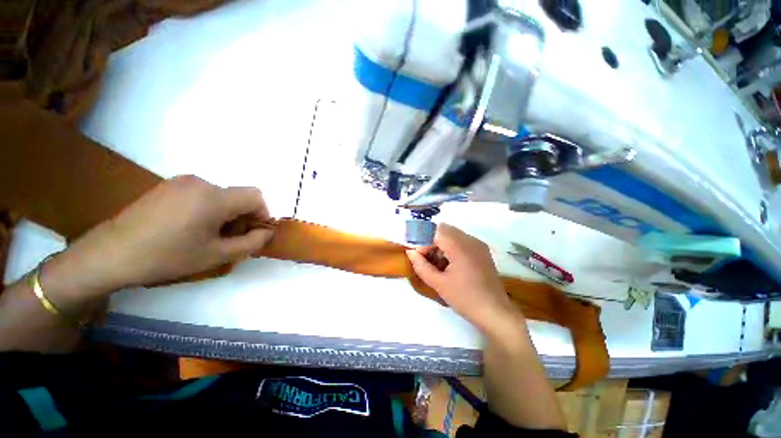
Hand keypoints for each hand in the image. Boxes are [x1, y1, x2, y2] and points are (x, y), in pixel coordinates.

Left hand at [51, 175, 273, 299]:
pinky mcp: (168, 186)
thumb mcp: (216, 255)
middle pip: (238, 196)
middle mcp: (200, 182)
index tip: (253, 232)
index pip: (256, 196)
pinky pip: (202, 194)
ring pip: (221, 196)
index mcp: (214, 197)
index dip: (262, 213)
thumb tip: (267, 232)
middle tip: (228, 240)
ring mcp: (181, 182)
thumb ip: (251, 243)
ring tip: (206, 235)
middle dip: (242, 217)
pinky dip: (207, 209)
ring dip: (225, 214)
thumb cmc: (167, 256)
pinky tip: (189, 227)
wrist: (110, 254)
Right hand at [406, 224, 519, 332]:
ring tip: (437, 264)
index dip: (423, 241)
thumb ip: (421, 266)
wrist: (495, 313)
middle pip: (443, 229)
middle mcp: (470, 240)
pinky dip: (451, 247)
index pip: (434, 231)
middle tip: (426, 259)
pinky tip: (450, 265)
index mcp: (459, 246)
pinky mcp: (482, 251)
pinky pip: (462, 241)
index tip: (418, 257)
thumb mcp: (438, 284)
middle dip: (431, 241)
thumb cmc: (465, 299)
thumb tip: (410, 252)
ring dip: (441, 244)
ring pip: (452, 234)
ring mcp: (478, 244)